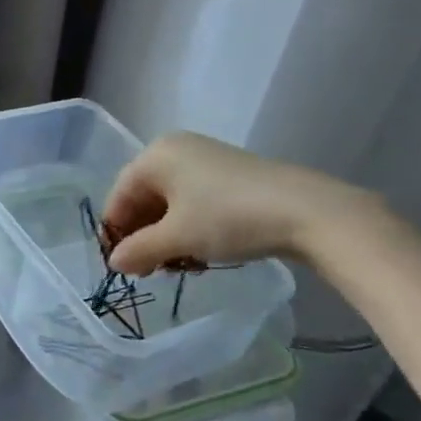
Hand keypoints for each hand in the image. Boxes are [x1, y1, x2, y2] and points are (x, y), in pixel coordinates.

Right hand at [101, 132, 376, 274]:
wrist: (305, 211)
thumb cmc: (228, 218)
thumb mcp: (177, 238)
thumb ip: (139, 250)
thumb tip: (114, 263)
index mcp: (155, 155)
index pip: (120, 195)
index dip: (115, 232)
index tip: (120, 267)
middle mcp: (175, 149)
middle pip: (144, 197)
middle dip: (143, 236)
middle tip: (148, 271)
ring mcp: (204, 159)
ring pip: (170, 202)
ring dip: (166, 236)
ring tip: (176, 266)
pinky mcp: (229, 174)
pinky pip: (193, 200)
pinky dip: (188, 227)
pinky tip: (199, 252)